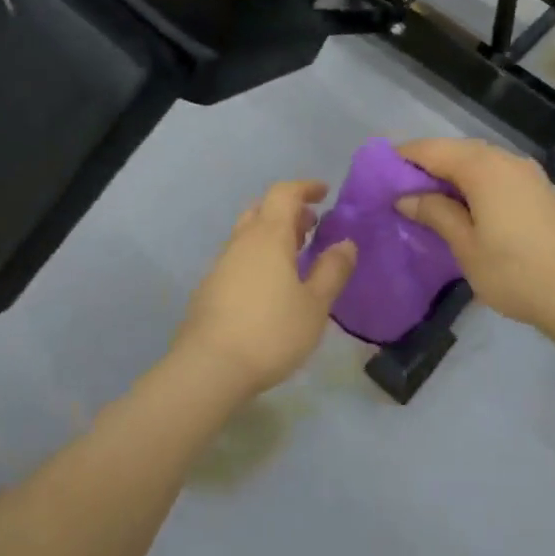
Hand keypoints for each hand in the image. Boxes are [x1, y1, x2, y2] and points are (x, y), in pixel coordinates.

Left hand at [174, 180, 356, 399]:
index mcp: (269, 236)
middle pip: (263, 210)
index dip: (305, 188)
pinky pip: (240, 257)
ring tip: (296, 256)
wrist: (208, 367)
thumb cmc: (270, 332)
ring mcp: (222, 264)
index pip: (284, 194)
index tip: (324, 193)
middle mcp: (242, 242)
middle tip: (312, 226)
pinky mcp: (211, 288)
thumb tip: (346, 243)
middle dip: (290, 212)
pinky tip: (271, 286)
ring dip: (274, 235)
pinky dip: (260, 256)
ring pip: (249, 234)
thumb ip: (332, 271)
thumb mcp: (315, 305)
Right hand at [397, 138, 554, 333]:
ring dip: (452, 173)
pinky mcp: (540, 189)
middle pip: (457, 150)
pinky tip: (466, 206)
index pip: (433, 150)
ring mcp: (528, 173)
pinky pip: (498, 173)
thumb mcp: (465, 246)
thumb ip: (435, 213)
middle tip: (400, 188)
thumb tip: (406, 196)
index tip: (379, 172)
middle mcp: (506, 160)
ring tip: (429, 199)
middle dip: (427, 164)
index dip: (404, 157)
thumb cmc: (514, 272)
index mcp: (484, 167)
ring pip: (479, 161)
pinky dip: (475, 182)